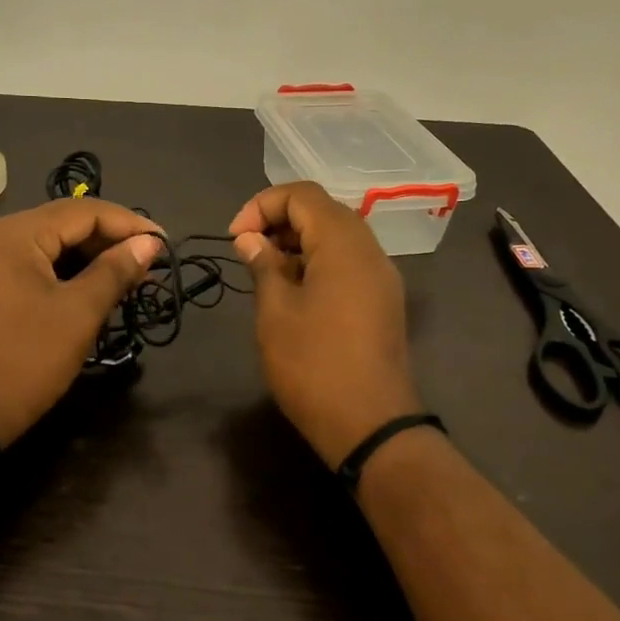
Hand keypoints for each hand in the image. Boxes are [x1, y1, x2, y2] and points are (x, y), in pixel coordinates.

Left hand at [0, 198, 165, 448]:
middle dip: (111, 240)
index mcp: (15, 234)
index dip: (129, 224)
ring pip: (52, 245)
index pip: (83, 211)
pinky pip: (37, 264)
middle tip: (151, 261)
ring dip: (92, 257)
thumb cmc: (27, 359)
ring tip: (132, 275)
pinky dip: (69, 272)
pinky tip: (97, 286)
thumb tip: (150, 243)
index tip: (166, 243)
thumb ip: (116, 270)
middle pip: (66, 223)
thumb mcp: (79, 313)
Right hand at [229, 182, 423, 468]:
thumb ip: (263, 265)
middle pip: (323, 211)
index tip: (236, 238)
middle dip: (280, 221)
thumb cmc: (313, 365)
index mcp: (343, 243)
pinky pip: (349, 262)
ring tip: (266, 270)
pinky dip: (318, 262)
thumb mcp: (275, 312)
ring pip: (337, 237)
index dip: (262, 205)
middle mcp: (369, 249)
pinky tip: (294, 291)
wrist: (371, 425)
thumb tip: (251, 240)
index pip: (302, 195)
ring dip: (298, 242)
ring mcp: (381, 276)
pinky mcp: (383, 300)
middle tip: (248, 250)